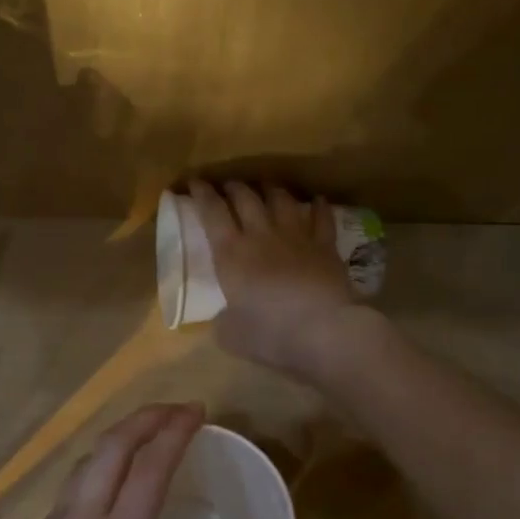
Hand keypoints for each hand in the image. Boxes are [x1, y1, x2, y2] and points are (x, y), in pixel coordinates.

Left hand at [0, 404, 218, 518]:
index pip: (150, 469)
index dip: (175, 432)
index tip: (197, 411)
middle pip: (111, 447)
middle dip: (145, 418)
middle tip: (177, 411)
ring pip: (85, 463)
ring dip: (117, 440)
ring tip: (145, 440)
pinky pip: (71, 489)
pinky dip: (97, 470)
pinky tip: (110, 493)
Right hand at [189, 180, 363, 377]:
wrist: (324, 331)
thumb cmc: (270, 333)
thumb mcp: (230, 335)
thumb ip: (224, 321)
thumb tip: (226, 319)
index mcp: (231, 253)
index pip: (211, 212)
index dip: (201, 194)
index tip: (194, 183)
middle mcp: (261, 235)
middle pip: (245, 198)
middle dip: (234, 187)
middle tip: (228, 186)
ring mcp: (296, 236)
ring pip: (281, 200)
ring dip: (271, 190)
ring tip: (266, 187)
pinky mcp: (325, 245)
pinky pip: (322, 217)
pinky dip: (318, 206)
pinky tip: (317, 200)